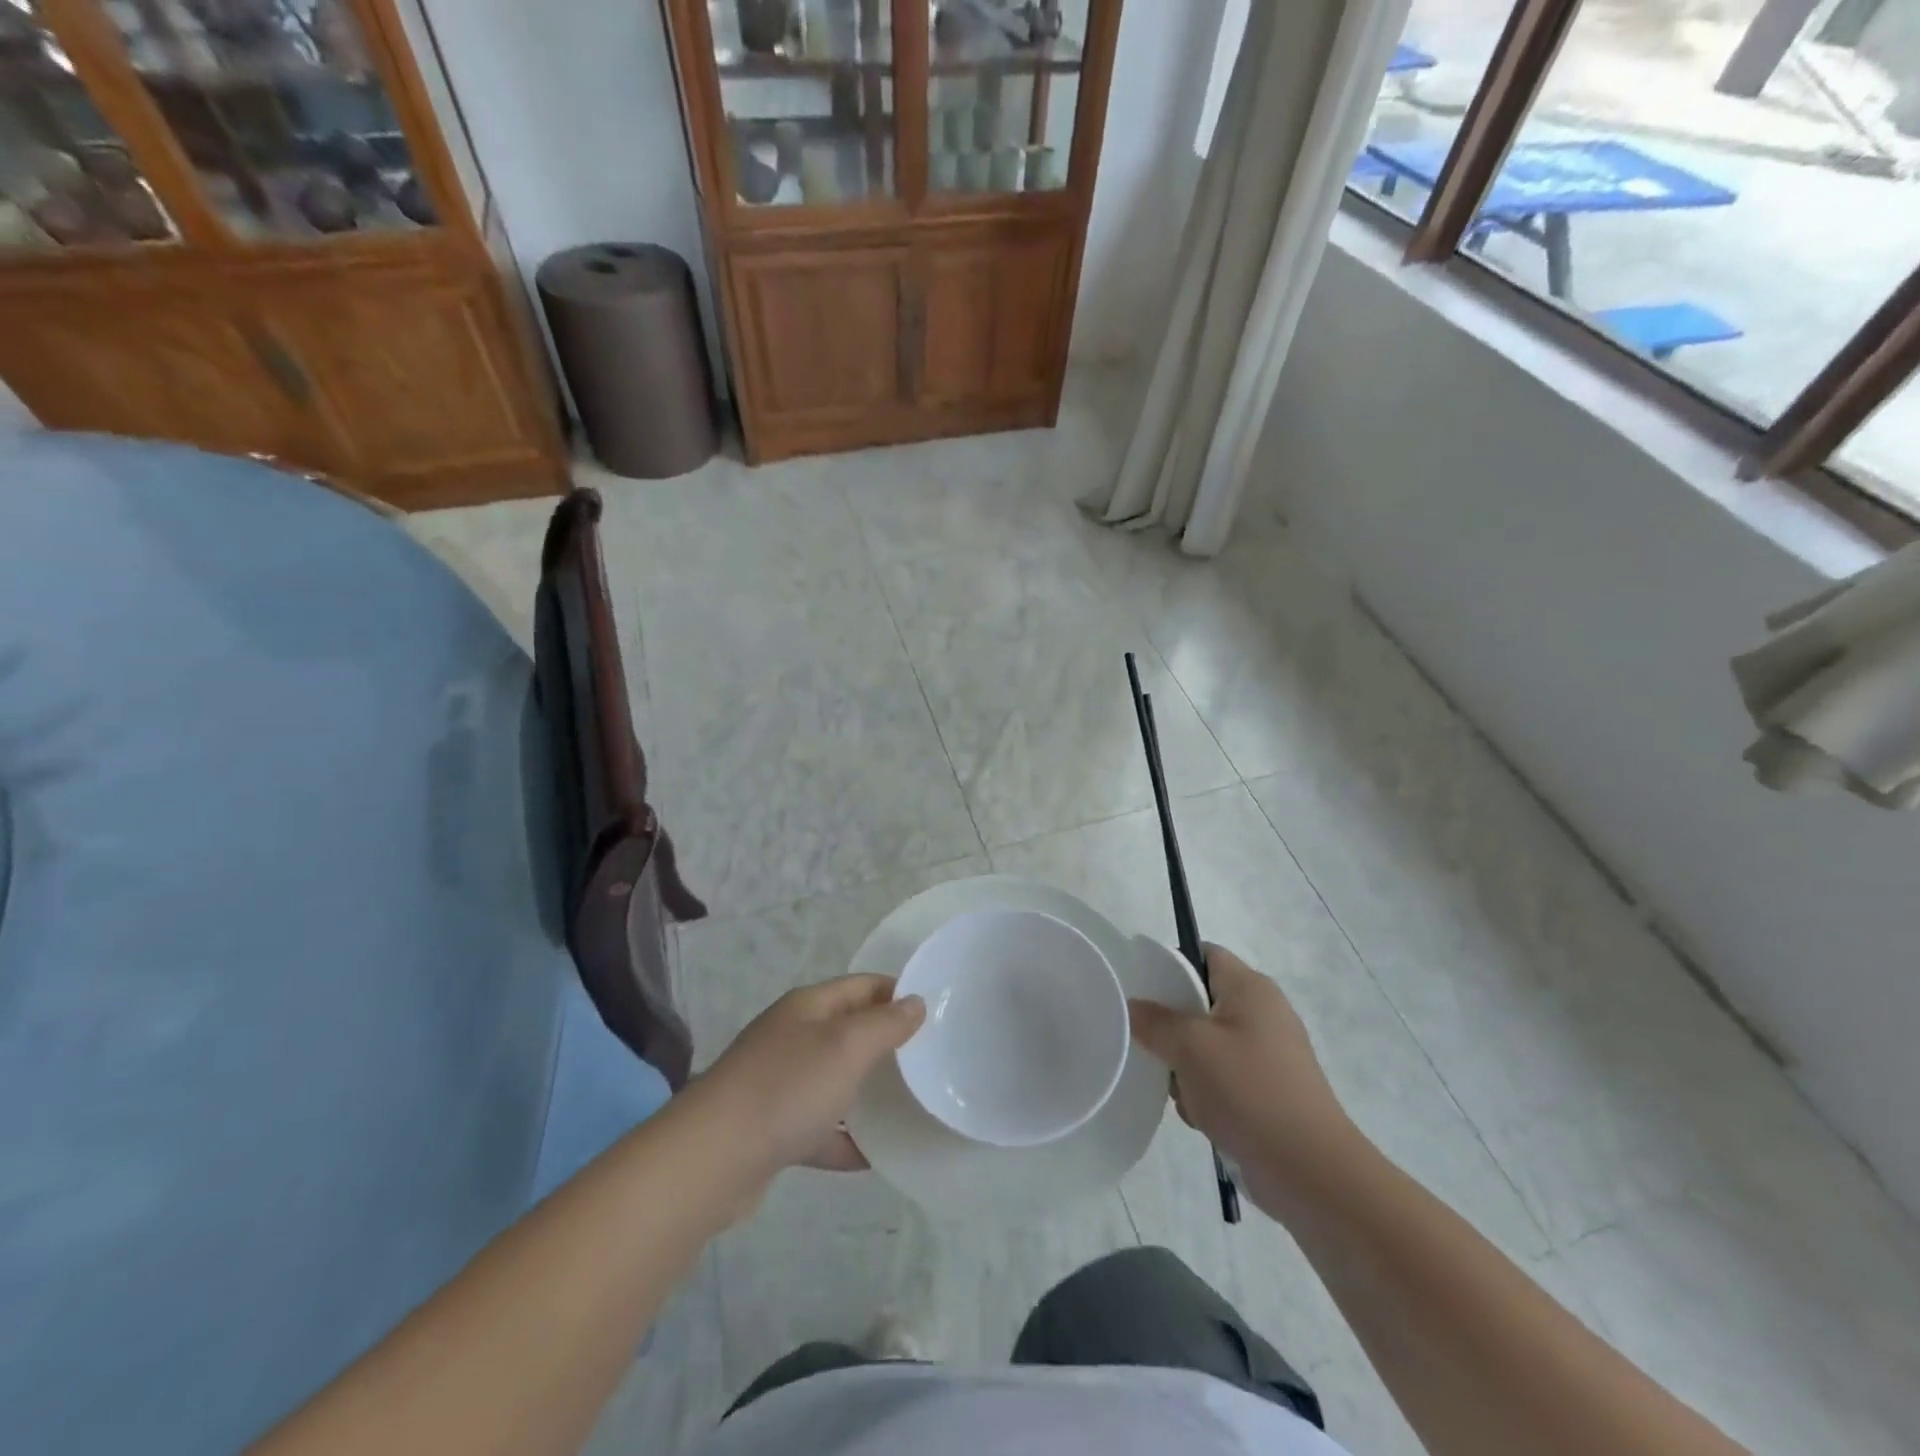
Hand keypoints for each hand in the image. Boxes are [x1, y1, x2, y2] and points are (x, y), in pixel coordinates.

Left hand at [696, 974, 924, 1181]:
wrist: (712, 1159)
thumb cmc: (788, 1088)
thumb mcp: (847, 1046)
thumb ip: (886, 1024)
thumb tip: (915, 1001)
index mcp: (808, 1007)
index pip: (862, 986)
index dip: (897, 993)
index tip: (935, 1013)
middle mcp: (792, 1037)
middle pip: (848, 1031)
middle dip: (886, 1043)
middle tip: (929, 1060)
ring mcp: (779, 1084)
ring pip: (834, 1079)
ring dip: (867, 1091)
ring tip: (909, 1104)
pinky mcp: (771, 1129)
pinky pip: (818, 1127)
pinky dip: (844, 1138)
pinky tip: (873, 1156)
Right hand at [1128, 945, 1355, 1209]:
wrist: (1310, 1171)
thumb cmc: (1248, 1091)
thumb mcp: (1190, 1047)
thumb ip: (1155, 1021)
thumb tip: (1134, 1006)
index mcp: (1250, 988)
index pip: (1203, 954)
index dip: (1170, 964)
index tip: (1141, 991)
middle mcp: (1263, 1013)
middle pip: (1202, 1002)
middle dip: (1174, 1027)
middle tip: (1155, 1047)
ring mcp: (1269, 1055)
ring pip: (1208, 1044)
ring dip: (1187, 1067)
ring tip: (1182, 1092)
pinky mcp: (1270, 1091)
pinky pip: (1224, 1077)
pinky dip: (1208, 1093)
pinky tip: (1202, 1117)